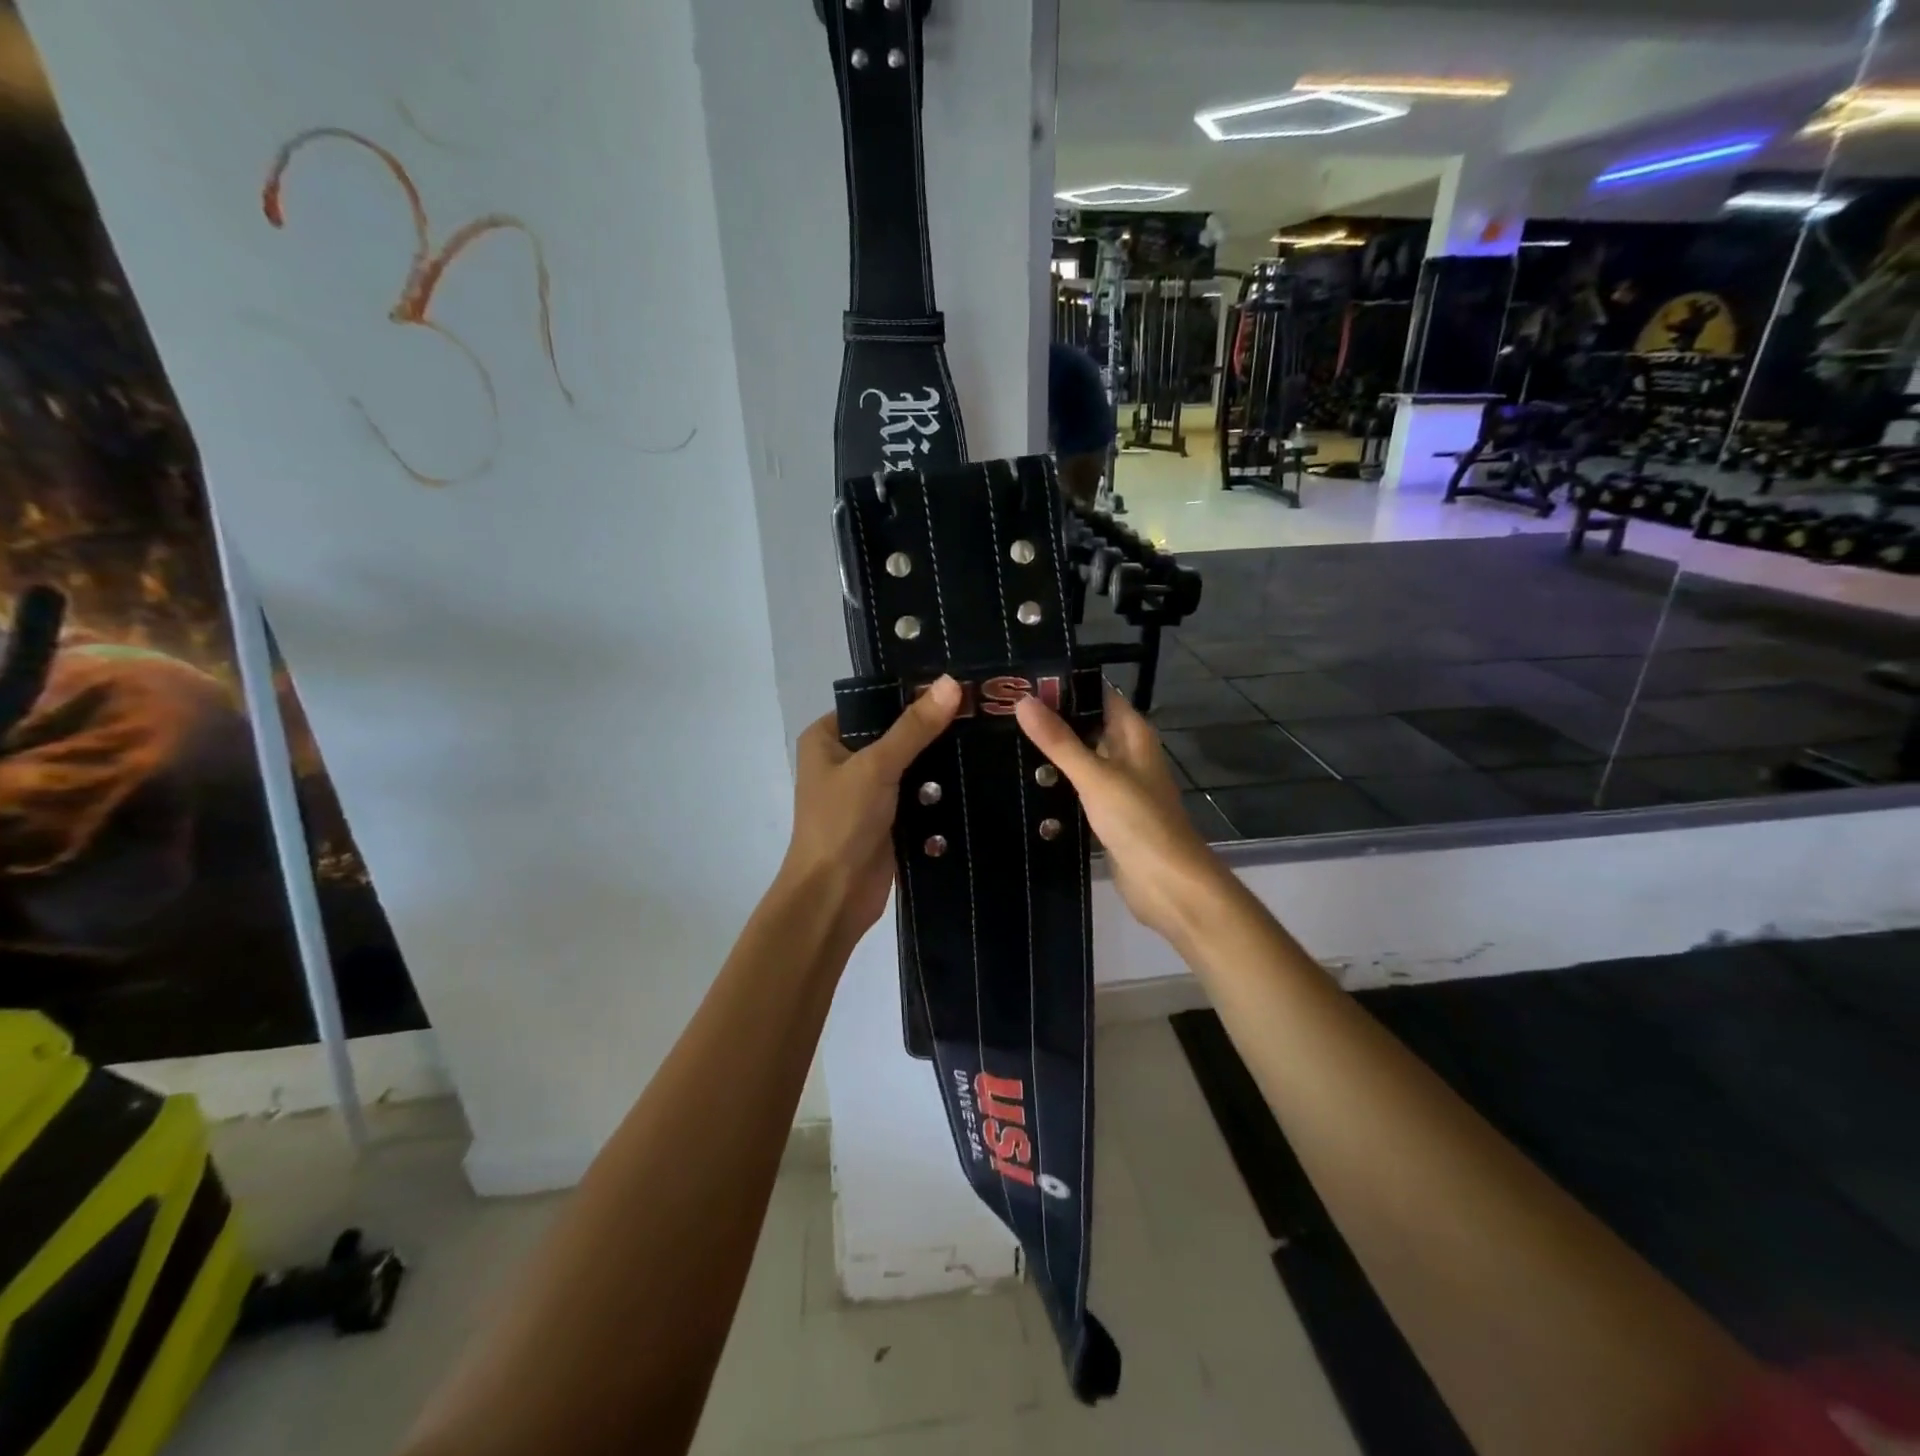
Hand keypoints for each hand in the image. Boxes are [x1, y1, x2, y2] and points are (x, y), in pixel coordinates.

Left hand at [781, 676, 962, 944]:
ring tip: (990, 734)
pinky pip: (920, 794)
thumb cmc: (842, 822)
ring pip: (911, 765)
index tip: (958, 682)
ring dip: (941, 759)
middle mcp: (845, 759)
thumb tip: (951, 682)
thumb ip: (914, 727)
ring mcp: (868, 791)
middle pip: (896, 733)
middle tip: (983, 708)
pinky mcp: (889, 819)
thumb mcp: (877, 766)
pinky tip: (979, 772)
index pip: (874, 702)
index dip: (912, 692)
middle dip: (933, 727)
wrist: (834, 896)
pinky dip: (942, 789)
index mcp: (827, 737)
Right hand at [1014, 685, 1227, 944]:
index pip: (1097, 694)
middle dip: (1051, 719)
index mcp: (1132, 734)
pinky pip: (1078, 788)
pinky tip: (1023, 782)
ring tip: (1001, 740)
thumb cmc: (1138, 821)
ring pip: (1080, 758)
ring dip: (1051, 753)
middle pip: (1086, 725)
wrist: (1167, 884)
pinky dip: (1057, 783)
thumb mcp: (1095, 776)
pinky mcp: (1108, 813)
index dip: (1064, 685)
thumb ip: (1059, 741)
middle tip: (1000, 711)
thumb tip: (1023, 700)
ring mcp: (1118, 784)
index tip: (1021, 680)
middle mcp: (1127, 753)